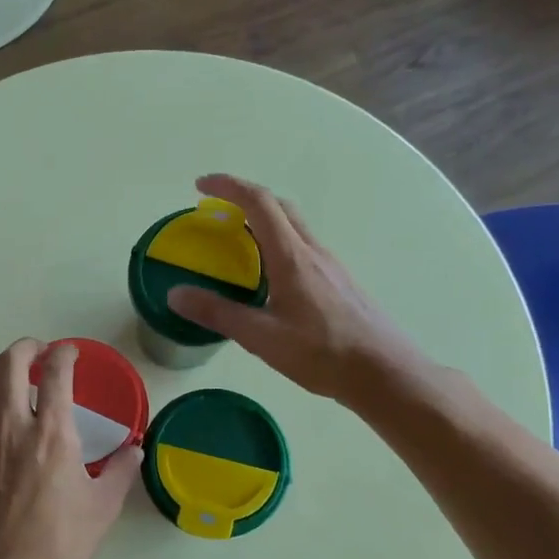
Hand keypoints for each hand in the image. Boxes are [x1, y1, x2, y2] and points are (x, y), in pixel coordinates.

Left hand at [0, 339, 141, 558]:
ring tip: (15, 379)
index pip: (55, 373)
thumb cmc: (58, 549)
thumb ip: (121, 472)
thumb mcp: (102, 511)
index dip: (65, 353)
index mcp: (52, 435)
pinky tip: (0, 422)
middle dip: (26, 347)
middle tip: (41, 352)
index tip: (72, 353)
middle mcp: (12, 427)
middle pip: (8, 363)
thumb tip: (134, 449)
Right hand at [167, 173, 436, 407]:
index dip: (228, 187)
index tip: (200, 186)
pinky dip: (279, 246)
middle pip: (280, 207)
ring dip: (264, 223)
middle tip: (216, 212)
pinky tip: (270, 279)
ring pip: (295, 228)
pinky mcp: (340, 283)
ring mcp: (331, 266)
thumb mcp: (261, 337)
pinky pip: (304, 249)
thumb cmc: (321, 353)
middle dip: (245, 199)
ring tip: (238, 245)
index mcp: (292, 256)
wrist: (383, 372)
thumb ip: (218, 313)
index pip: (258, 203)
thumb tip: (175, 294)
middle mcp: (313, 252)